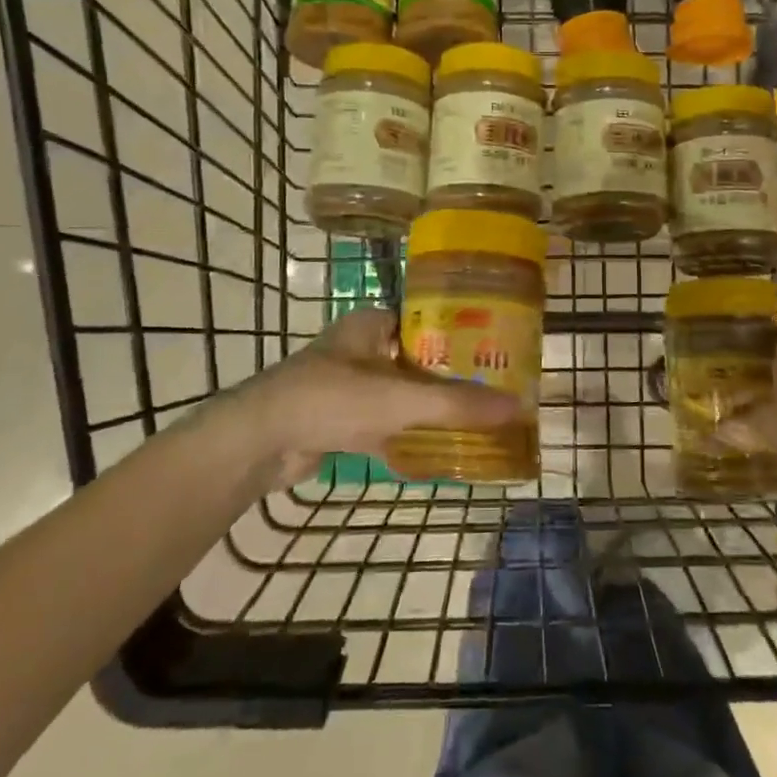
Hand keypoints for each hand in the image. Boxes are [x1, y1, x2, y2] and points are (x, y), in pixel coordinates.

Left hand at [187, 308, 518, 485]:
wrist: (257, 444)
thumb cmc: (330, 400)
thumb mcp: (401, 398)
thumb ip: (458, 403)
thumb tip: (519, 407)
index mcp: (371, 325)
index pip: (426, 319)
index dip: (461, 333)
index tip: (496, 350)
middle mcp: (360, 349)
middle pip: (418, 361)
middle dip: (451, 378)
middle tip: (494, 392)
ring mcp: (347, 387)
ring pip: (401, 396)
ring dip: (431, 411)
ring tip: (476, 424)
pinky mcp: (338, 423)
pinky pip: (384, 427)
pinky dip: (408, 440)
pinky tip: (439, 457)